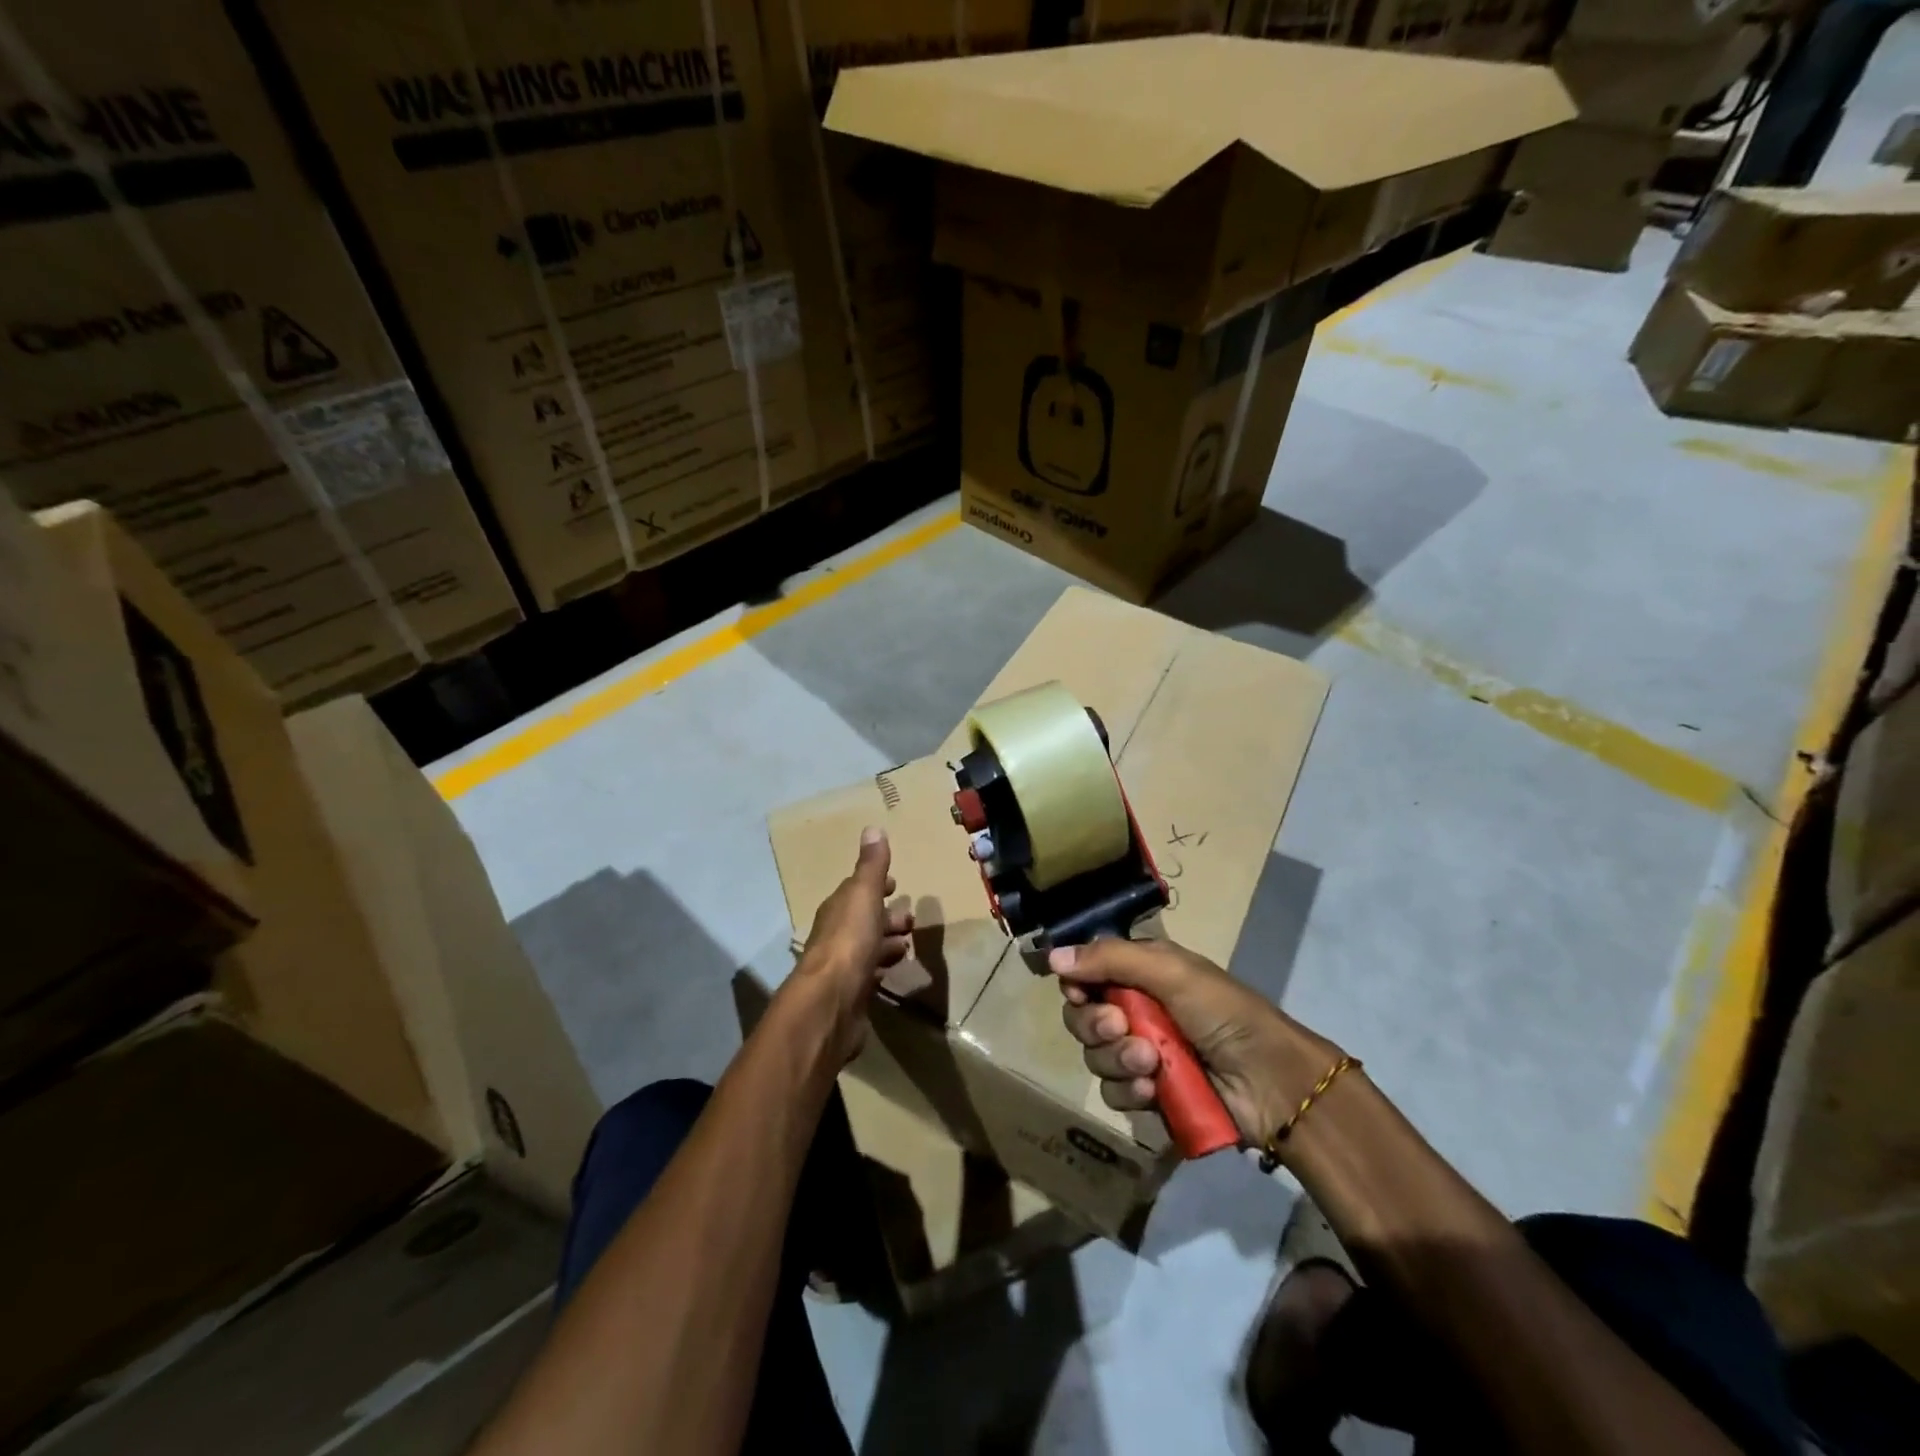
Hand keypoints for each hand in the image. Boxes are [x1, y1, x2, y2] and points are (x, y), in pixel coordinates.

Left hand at [793, 826, 913, 1060]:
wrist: (831, 1001)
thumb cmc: (849, 941)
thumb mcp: (863, 895)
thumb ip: (871, 865)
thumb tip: (872, 828)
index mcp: (838, 908)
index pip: (856, 891)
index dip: (876, 886)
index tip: (894, 884)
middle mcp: (835, 935)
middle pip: (863, 920)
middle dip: (886, 916)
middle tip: (911, 920)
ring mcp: (841, 966)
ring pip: (867, 948)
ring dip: (886, 943)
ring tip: (908, 945)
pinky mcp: (850, 994)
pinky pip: (868, 975)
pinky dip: (880, 968)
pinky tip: (891, 972)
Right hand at [1050, 938, 1342, 1147]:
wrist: (1272, 1080)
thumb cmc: (1223, 1012)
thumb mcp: (1170, 972)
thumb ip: (1110, 959)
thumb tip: (1052, 957)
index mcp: (1141, 974)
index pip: (1086, 975)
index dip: (1076, 985)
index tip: (1078, 993)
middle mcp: (1135, 1011)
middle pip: (1082, 1017)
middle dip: (1095, 1024)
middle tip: (1120, 1027)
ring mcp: (1141, 1055)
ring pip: (1095, 1057)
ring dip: (1116, 1059)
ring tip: (1150, 1062)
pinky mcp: (1149, 1095)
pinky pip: (1114, 1093)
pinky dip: (1128, 1091)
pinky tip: (1151, 1090)